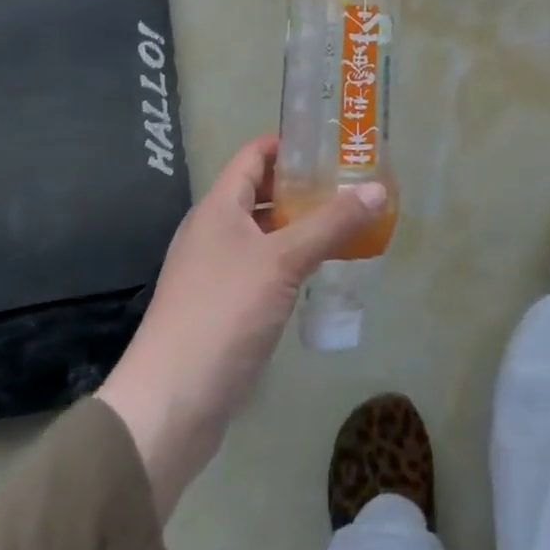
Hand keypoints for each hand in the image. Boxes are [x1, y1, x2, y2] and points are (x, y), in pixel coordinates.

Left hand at [98, 135, 386, 520]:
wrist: (170, 406)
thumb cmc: (223, 314)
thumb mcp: (283, 262)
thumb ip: (331, 224)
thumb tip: (378, 190)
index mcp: (217, 208)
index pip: (253, 156)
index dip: (289, 144)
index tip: (332, 143)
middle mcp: (213, 232)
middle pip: (260, 194)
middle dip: (303, 187)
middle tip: (349, 185)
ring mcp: (215, 272)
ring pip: (264, 234)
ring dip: (300, 227)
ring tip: (345, 223)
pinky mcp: (223, 308)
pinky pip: (263, 269)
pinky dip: (291, 262)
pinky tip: (320, 272)